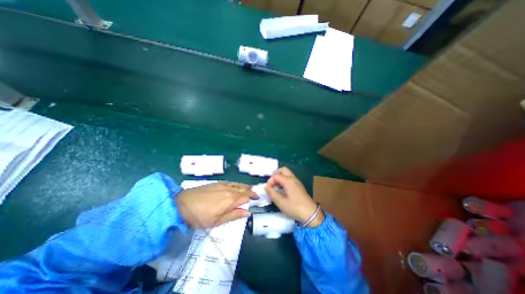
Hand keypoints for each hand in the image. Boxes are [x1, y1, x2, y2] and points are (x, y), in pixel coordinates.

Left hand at [176, 183, 257, 227]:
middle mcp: (229, 190)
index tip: (257, 199)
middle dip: (250, 191)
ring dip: (244, 186)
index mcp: (231, 200)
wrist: (182, 205)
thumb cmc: (200, 217)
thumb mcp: (217, 221)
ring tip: (249, 187)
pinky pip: (230, 182)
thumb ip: (234, 215)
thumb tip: (247, 212)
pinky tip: (235, 184)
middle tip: (254, 194)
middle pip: (243, 189)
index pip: (246, 196)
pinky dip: (236, 183)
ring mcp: (222, 185)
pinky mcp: (216, 184)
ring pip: (237, 184)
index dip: (252, 197)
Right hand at [267, 168, 324, 226]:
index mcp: (288, 181)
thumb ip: (272, 193)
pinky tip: (282, 189)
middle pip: (283, 170)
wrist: (311, 214)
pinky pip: (290, 178)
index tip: (268, 189)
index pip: (276, 176)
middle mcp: (293, 178)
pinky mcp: (299, 186)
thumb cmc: (294, 208)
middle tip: (271, 183)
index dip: (270, 181)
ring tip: (276, 187)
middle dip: (276, 174)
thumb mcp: (280, 202)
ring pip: (287, 174)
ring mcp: (297, 182)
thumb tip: (266, 186)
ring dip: (280, 177)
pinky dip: (284, 180)